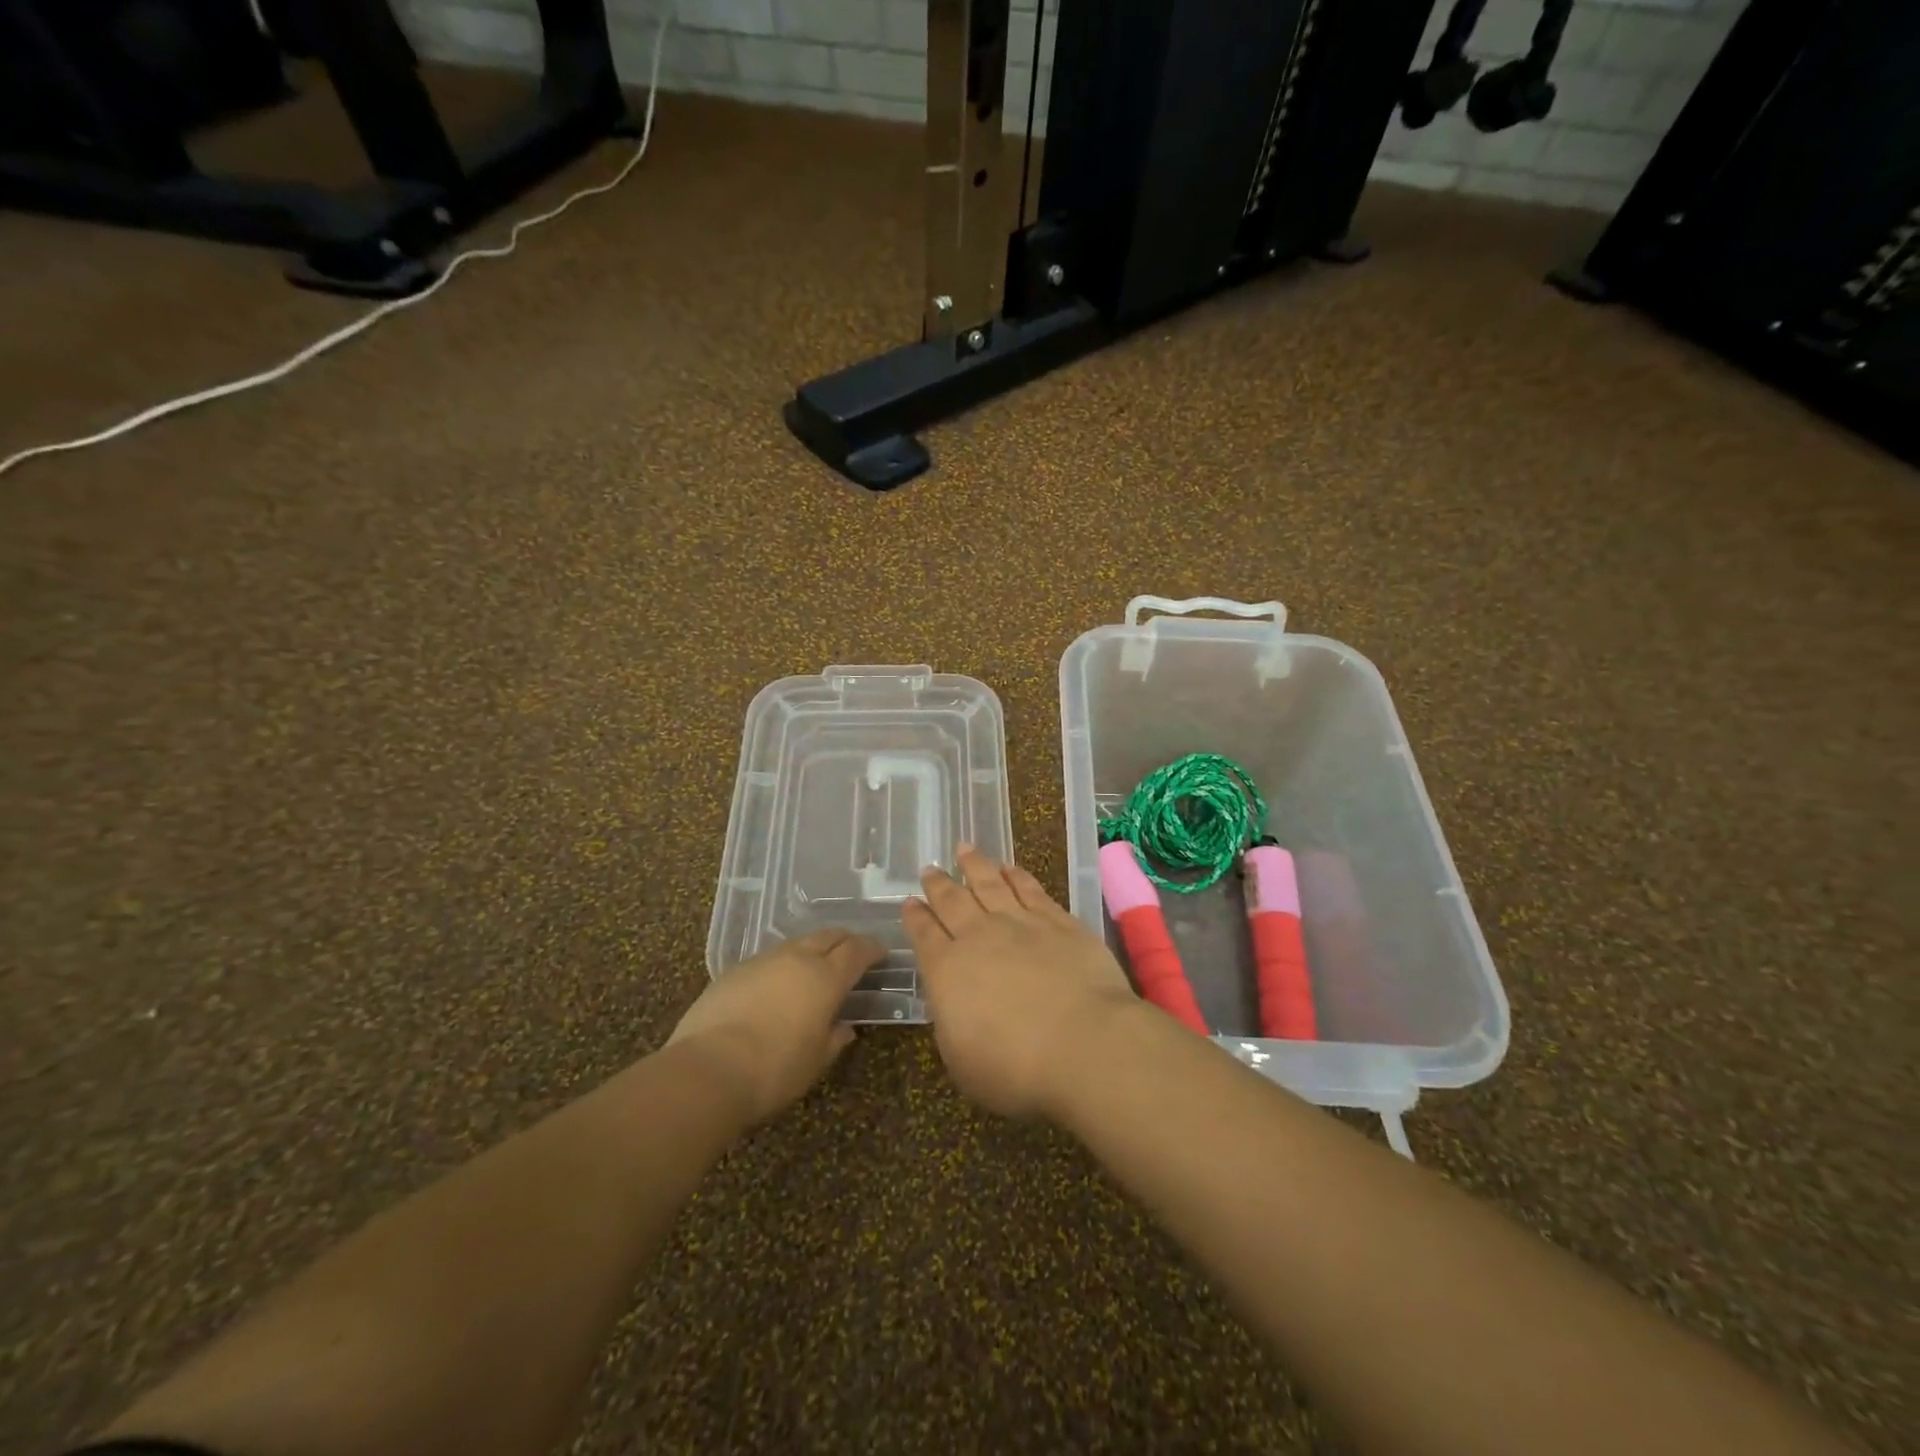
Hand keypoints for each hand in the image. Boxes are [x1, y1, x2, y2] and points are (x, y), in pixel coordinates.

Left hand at [667, 930, 883, 1124]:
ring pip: (797, 943)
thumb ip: (834, 1039)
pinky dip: (783, 964)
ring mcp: (763, 960)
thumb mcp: (815, 1061)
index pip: (857, 950)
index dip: (872, 949)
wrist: (707, 1069)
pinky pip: (769, 958)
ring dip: (813, 950)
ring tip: (815, 968)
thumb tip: (844, 1028)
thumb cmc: (774, 1069)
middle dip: (845, 941)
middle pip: (829, 935)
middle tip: (853, 953)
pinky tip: (778, 985)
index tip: (881, 954)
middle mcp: (797, 958)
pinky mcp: (734, 970)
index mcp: (826, 977)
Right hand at [903, 845, 1139, 1119]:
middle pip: (953, 902)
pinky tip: (1009, 867)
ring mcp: (1020, 923)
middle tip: (929, 869)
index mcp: (947, 971)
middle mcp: (978, 937)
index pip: (924, 936)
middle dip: (938, 885)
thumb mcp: (962, 1061)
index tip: (909, 902)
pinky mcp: (1058, 921)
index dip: (915, 918)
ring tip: (963, 849)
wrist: (1085, 1043)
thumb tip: (951, 1000)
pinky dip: (1016, 875)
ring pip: (989, 884)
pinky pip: (1030, 889)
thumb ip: (951, 1023)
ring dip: (974, 865)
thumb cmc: (1016, 1068)